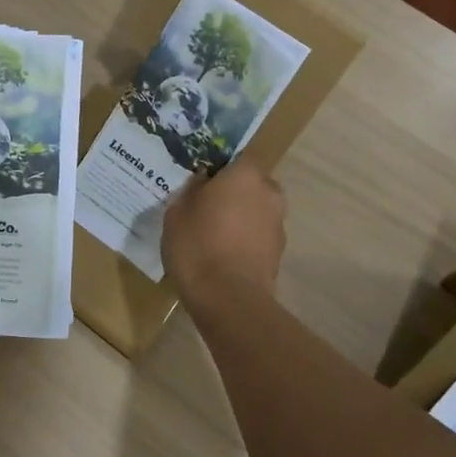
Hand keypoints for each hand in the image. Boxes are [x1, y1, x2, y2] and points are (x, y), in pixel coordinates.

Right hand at [162, 160, 286, 302]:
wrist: (229, 299)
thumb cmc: (198, 246)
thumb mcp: (177, 213)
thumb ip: (191, 191)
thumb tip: (202, 182)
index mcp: (244, 175)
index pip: (236, 157)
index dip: (219, 167)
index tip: (202, 179)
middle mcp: (269, 193)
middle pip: (250, 184)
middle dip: (233, 192)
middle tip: (207, 206)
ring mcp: (278, 224)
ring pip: (256, 210)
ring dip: (241, 217)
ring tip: (213, 234)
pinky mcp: (279, 253)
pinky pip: (258, 236)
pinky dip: (245, 240)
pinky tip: (223, 255)